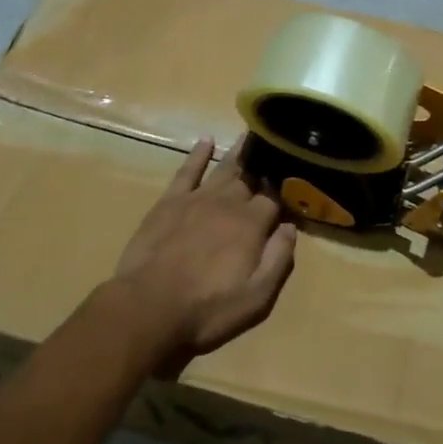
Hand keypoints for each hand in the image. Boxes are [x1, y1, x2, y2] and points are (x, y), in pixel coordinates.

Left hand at [112, 137, 296, 362]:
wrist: (149, 307)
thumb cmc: (207, 309)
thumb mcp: (256, 297)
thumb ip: (278, 259)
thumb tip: (291, 227)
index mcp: (251, 225)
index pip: (274, 199)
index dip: (285, 191)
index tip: (293, 181)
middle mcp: (228, 203)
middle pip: (251, 178)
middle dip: (265, 164)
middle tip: (275, 146)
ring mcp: (197, 199)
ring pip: (224, 168)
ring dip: (239, 151)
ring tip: (251, 135)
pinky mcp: (170, 201)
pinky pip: (187, 171)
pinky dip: (198, 154)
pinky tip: (206, 140)